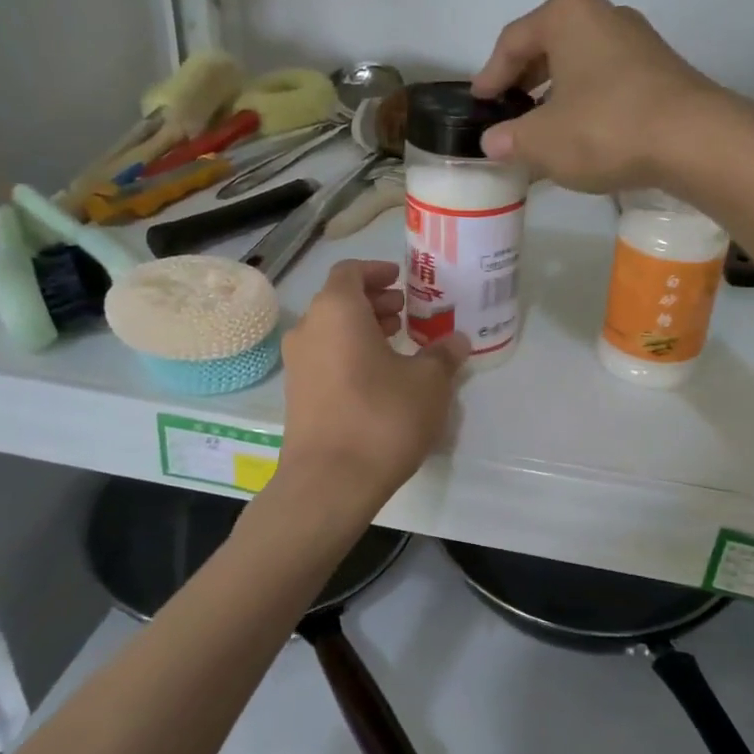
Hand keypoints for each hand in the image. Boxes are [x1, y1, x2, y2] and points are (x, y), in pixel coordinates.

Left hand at [276, 260, 470, 512]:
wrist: (329, 482)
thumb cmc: (382, 417)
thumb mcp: (428, 383)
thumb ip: (443, 355)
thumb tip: (457, 340)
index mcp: (337, 311)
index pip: (350, 271)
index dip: (377, 270)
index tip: (402, 279)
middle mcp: (309, 329)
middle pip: (339, 300)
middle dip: (374, 301)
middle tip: (406, 312)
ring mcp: (297, 364)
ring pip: (330, 329)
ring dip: (362, 328)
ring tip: (397, 342)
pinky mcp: (296, 394)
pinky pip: (324, 356)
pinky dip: (349, 352)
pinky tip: (379, 377)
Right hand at [471, 0, 725, 193]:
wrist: (694, 140)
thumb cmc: (605, 128)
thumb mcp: (542, 140)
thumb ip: (510, 139)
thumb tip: (493, 142)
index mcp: (567, 15)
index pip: (513, 40)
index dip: (490, 75)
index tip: (479, 102)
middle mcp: (604, 15)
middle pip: (549, 46)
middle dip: (524, 81)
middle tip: (507, 111)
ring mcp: (638, 41)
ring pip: (580, 64)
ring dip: (556, 94)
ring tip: (542, 128)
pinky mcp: (661, 70)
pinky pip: (607, 80)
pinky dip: (586, 102)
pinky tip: (581, 133)